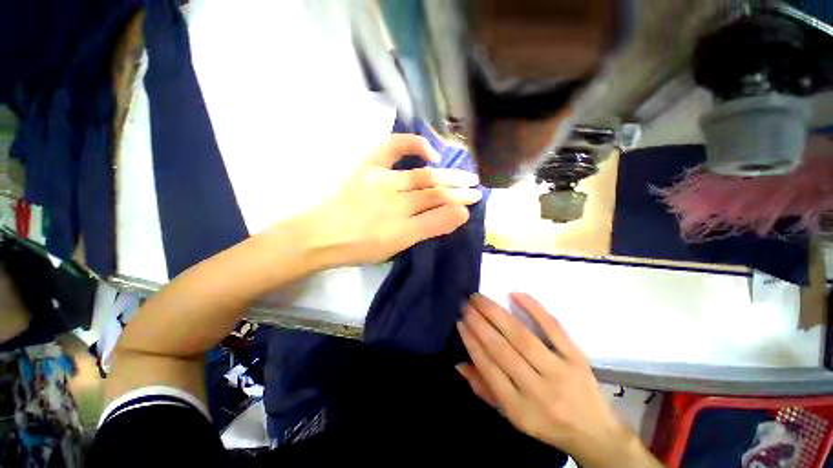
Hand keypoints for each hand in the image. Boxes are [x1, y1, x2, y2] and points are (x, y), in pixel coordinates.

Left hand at [301, 134, 481, 266]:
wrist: (321, 235)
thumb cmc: (359, 247)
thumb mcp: (397, 247)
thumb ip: (429, 229)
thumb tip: (459, 215)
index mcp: (403, 226)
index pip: (439, 212)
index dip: (458, 207)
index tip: (472, 205)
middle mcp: (396, 201)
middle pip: (434, 193)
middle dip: (458, 192)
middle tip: (477, 190)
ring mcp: (382, 180)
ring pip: (422, 177)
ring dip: (447, 176)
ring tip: (466, 175)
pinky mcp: (368, 166)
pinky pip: (392, 148)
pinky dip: (413, 144)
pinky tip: (429, 152)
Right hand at [456, 293, 661, 467]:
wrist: (596, 433)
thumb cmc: (546, 423)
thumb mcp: (512, 417)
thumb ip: (484, 389)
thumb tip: (459, 363)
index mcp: (519, 408)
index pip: (488, 369)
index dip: (472, 342)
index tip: (459, 321)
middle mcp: (538, 390)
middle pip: (502, 349)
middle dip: (479, 323)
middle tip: (465, 304)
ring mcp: (560, 371)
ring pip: (522, 336)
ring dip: (497, 314)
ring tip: (479, 298)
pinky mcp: (576, 357)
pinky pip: (553, 328)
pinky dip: (533, 308)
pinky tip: (515, 293)